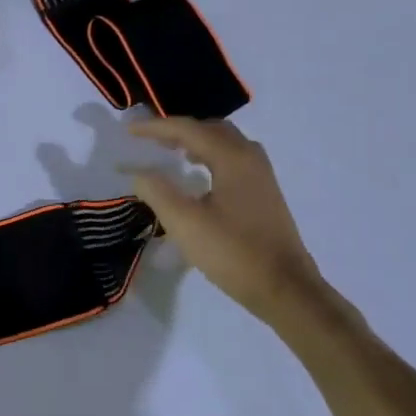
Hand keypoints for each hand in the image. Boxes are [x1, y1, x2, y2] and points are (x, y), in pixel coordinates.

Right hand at [128, 118, 348, 338]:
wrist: (286, 288)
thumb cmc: (234, 253)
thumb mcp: (185, 223)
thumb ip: (157, 192)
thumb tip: (139, 173)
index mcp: (231, 157)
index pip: (187, 129)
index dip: (155, 127)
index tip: (129, 131)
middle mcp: (250, 157)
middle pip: (209, 128)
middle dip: (177, 130)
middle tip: (150, 139)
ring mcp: (261, 175)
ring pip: (224, 142)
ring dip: (196, 141)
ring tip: (171, 152)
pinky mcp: (265, 192)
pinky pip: (233, 158)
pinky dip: (210, 155)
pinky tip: (199, 176)